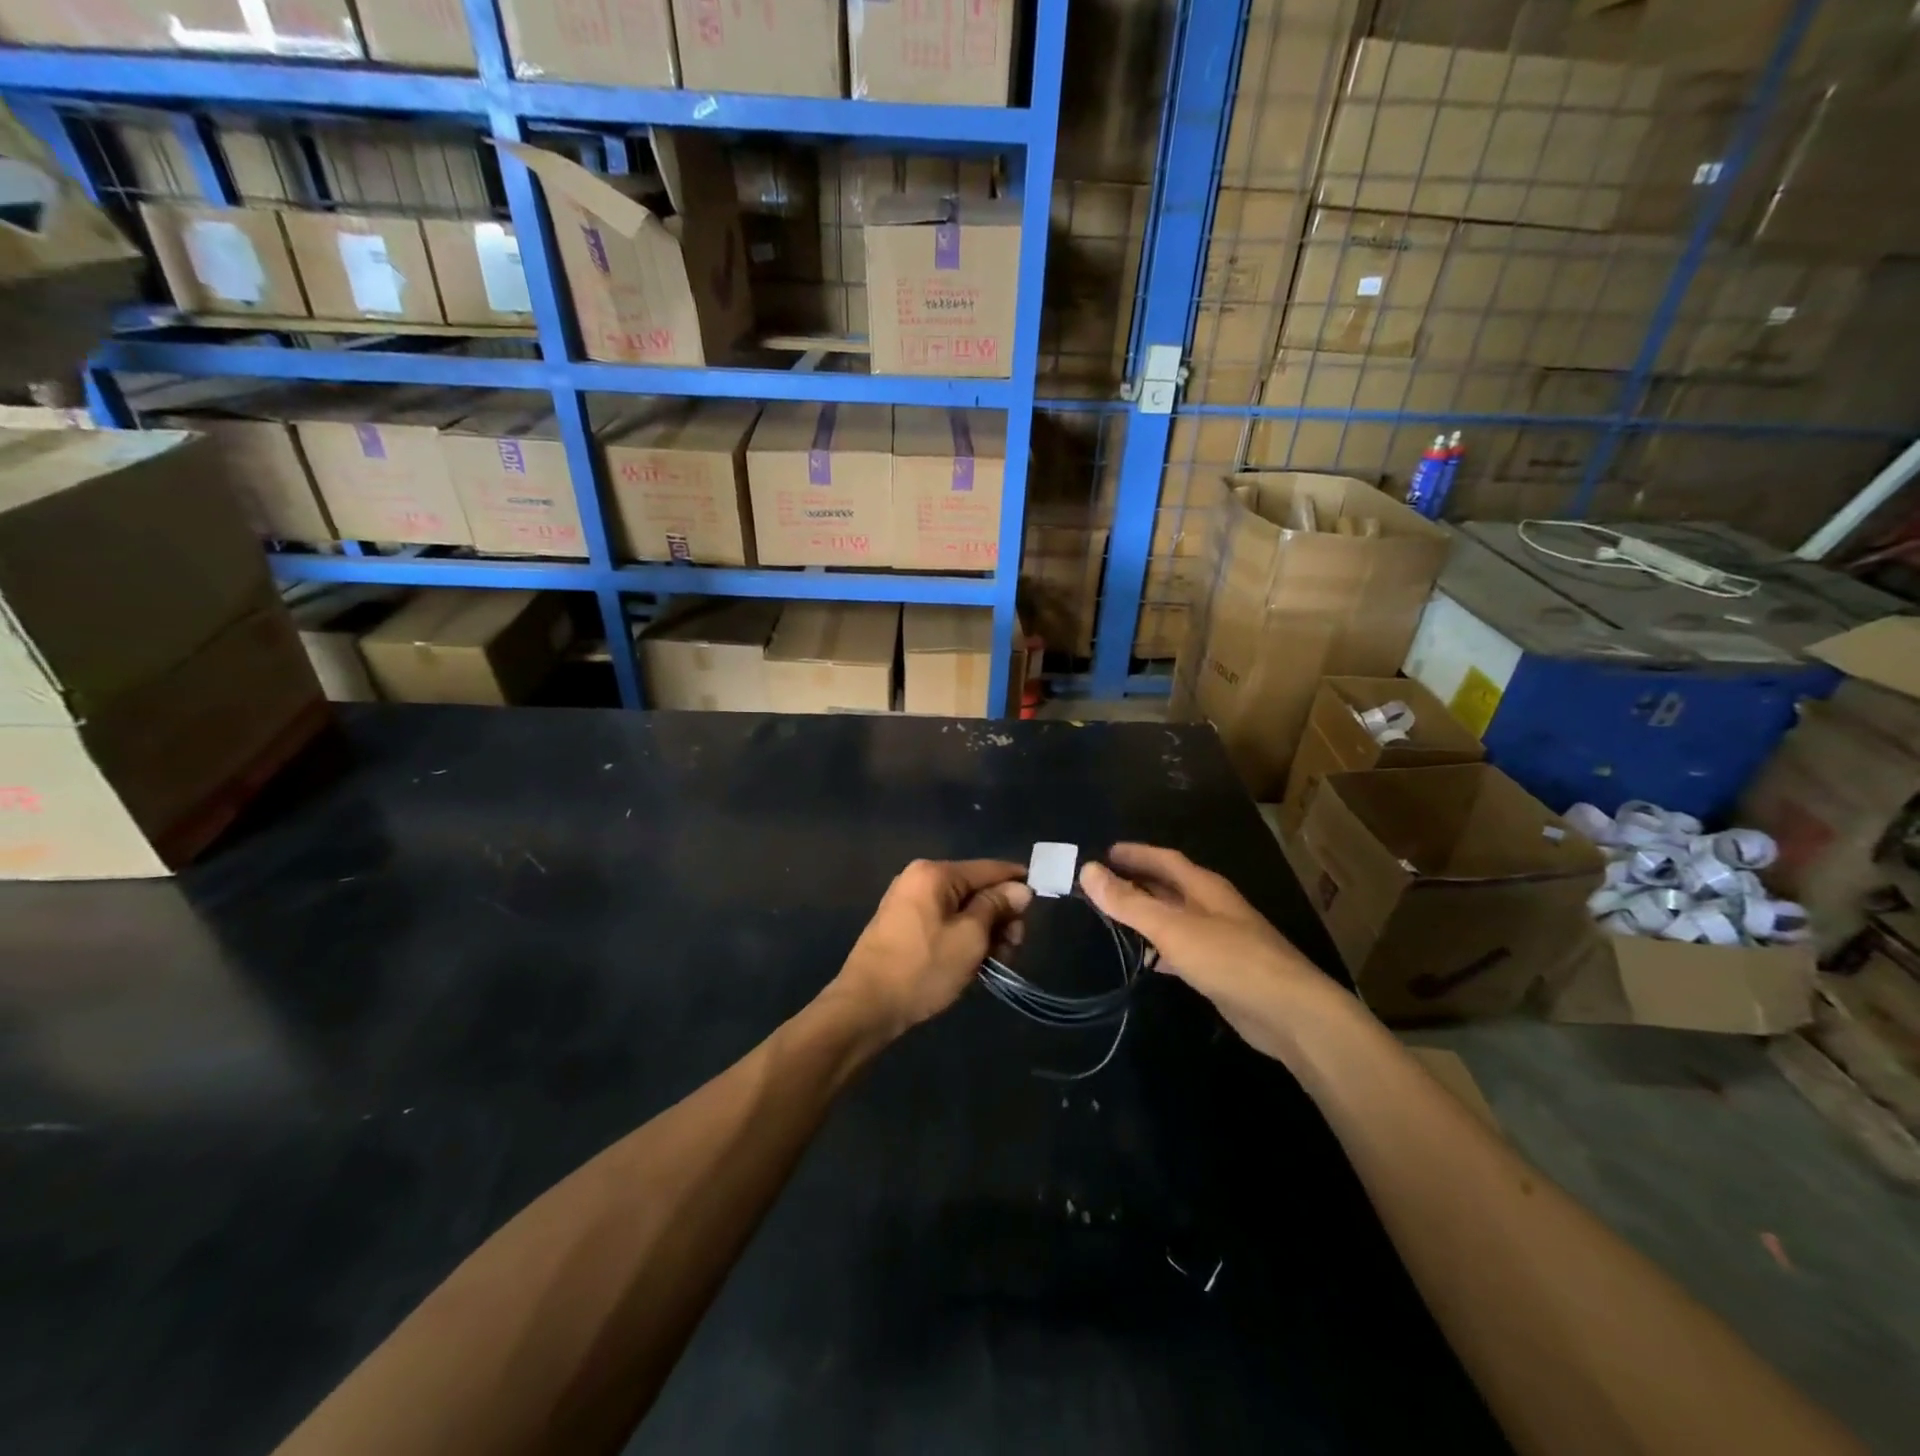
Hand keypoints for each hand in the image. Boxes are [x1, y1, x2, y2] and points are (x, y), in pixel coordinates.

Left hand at [834, 859, 1032, 1038]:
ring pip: (962, 911)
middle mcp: (919, 879)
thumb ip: (996, 907)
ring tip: (994, 965)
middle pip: (976, 890)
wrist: (866, 1007)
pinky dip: (963, 940)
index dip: (1017, 882)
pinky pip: (945, 924)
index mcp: (934, 873)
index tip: (1042, 898)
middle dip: (1000, 918)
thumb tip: (1020, 888)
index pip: (989, 868)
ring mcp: (908, 903)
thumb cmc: (922, 968)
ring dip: (984, 934)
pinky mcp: (903, 927)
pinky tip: (974, 966)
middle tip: (1012, 949)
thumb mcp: (970, 937)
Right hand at [1080, 843, 1337, 1061]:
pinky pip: (1182, 949)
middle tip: (1100, 885)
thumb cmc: (1229, 959)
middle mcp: (1212, 907)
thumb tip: (1087, 871)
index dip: (1134, 853)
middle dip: (1136, 882)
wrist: (1288, 1012)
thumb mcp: (1172, 928)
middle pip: (1169, 887)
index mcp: (1204, 887)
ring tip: (1112, 918)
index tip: (1103, 853)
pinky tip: (1145, 960)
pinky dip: (1159, 948)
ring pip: (1174, 918)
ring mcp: (1220, 939)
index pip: (1164, 859)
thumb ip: (1129, 902)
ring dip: (1146, 914)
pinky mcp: (1221, 970)